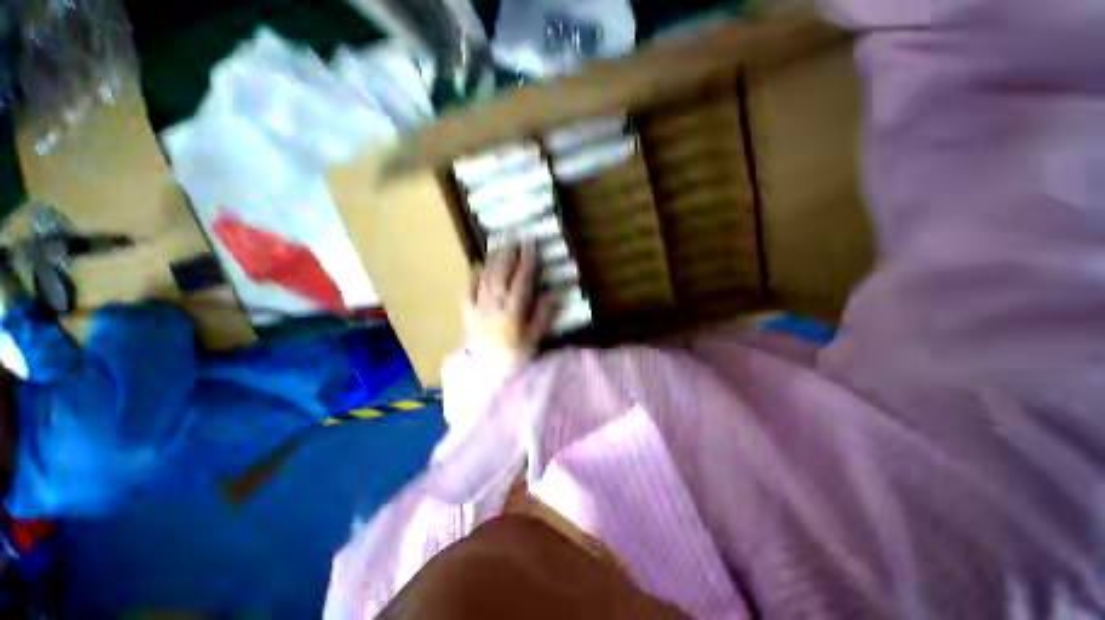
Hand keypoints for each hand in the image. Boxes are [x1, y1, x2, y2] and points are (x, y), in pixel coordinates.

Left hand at [463, 243, 556, 373]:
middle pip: (500, 274)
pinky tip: (477, 266)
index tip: (531, 245)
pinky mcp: (468, 314)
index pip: (521, 280)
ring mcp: (478, 308)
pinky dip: (473, 276)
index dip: (527, 261)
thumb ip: (544, 314)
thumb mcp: (536, 338)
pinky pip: (468, 291)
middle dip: (508, 255)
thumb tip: (554, 292)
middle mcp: (494, 305)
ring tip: (499, 247)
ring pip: (485, 278)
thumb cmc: (517, 357)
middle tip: (514, 239)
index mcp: (513, 311)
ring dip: (492, 260)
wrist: (489, 374)